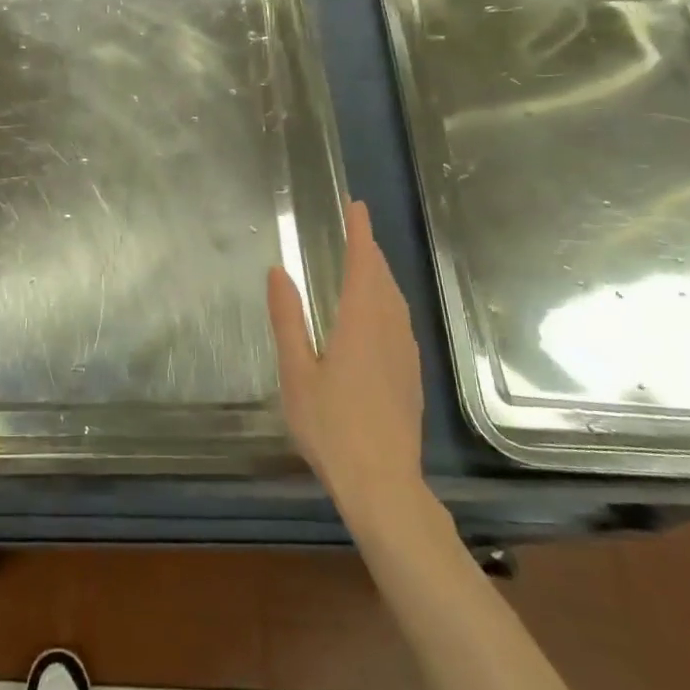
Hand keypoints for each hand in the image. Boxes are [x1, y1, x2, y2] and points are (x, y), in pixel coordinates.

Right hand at [268, 200, 427, 532]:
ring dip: (381, 276)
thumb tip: (279, 271)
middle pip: (383, 279)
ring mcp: (405, 354)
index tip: (357, 207)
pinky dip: (388, 302)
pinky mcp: (411, 375)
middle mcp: (389, 331)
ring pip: (396, 301)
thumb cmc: (330, 426)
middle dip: (370, 251)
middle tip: (356, 231)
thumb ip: (288, 319)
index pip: (362, 264)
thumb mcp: (297, 372)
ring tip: (366, 265)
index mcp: (360, 323)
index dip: (359, 233)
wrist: (382, 482)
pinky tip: (379, 316)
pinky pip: (401, 322)